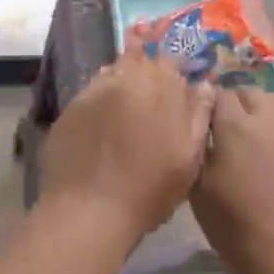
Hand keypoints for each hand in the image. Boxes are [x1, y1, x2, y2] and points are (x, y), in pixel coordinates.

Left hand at [38, 53, 214, 240]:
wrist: (89, 211)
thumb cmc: (149, 189)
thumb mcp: (189, 157)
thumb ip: (199, 115)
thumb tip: (204, 86)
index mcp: (160, 87)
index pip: (169, 63)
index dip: (172, 77)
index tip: (174, 96)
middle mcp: (125, 79)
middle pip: (138, 62)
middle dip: (145, 77)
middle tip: (148, 106)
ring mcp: (93, 91)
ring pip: (112, 75)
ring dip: (121, 87)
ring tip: (123, 115)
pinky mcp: (70, 108)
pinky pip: (89, 95)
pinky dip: (98, 105)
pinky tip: (100, 128)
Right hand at [192, 88, 273, 273]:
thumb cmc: (239, 229)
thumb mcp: (200, 193)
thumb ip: (198, 151)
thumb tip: (199, 130)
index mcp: (236, 126)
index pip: (217, 94)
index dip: (206, 107)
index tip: (200, 125)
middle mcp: (270, 118)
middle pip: (249, 93)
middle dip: (234, 105)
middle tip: (224, 133)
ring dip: (261, 113)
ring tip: (252, 140)